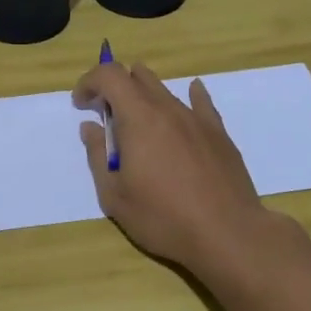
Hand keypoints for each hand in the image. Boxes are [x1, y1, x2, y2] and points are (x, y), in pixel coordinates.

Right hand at [74, 58, 280, 272]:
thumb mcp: (114, 196)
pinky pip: (200, 103)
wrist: (228, 234)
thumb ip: (97, 156)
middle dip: (115, 88)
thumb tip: (90, 128)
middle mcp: (167, 108)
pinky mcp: (218, 133)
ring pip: (165, 90)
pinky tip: (192, 94)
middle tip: (107, 116)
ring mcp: (196, 118)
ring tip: (140, 126)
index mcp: (138, 118)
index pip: (109, 75)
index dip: (89, 82)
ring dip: (144, 97)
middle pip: (137, 76)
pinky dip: (189, 95)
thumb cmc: (163, 218)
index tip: (81, 105)